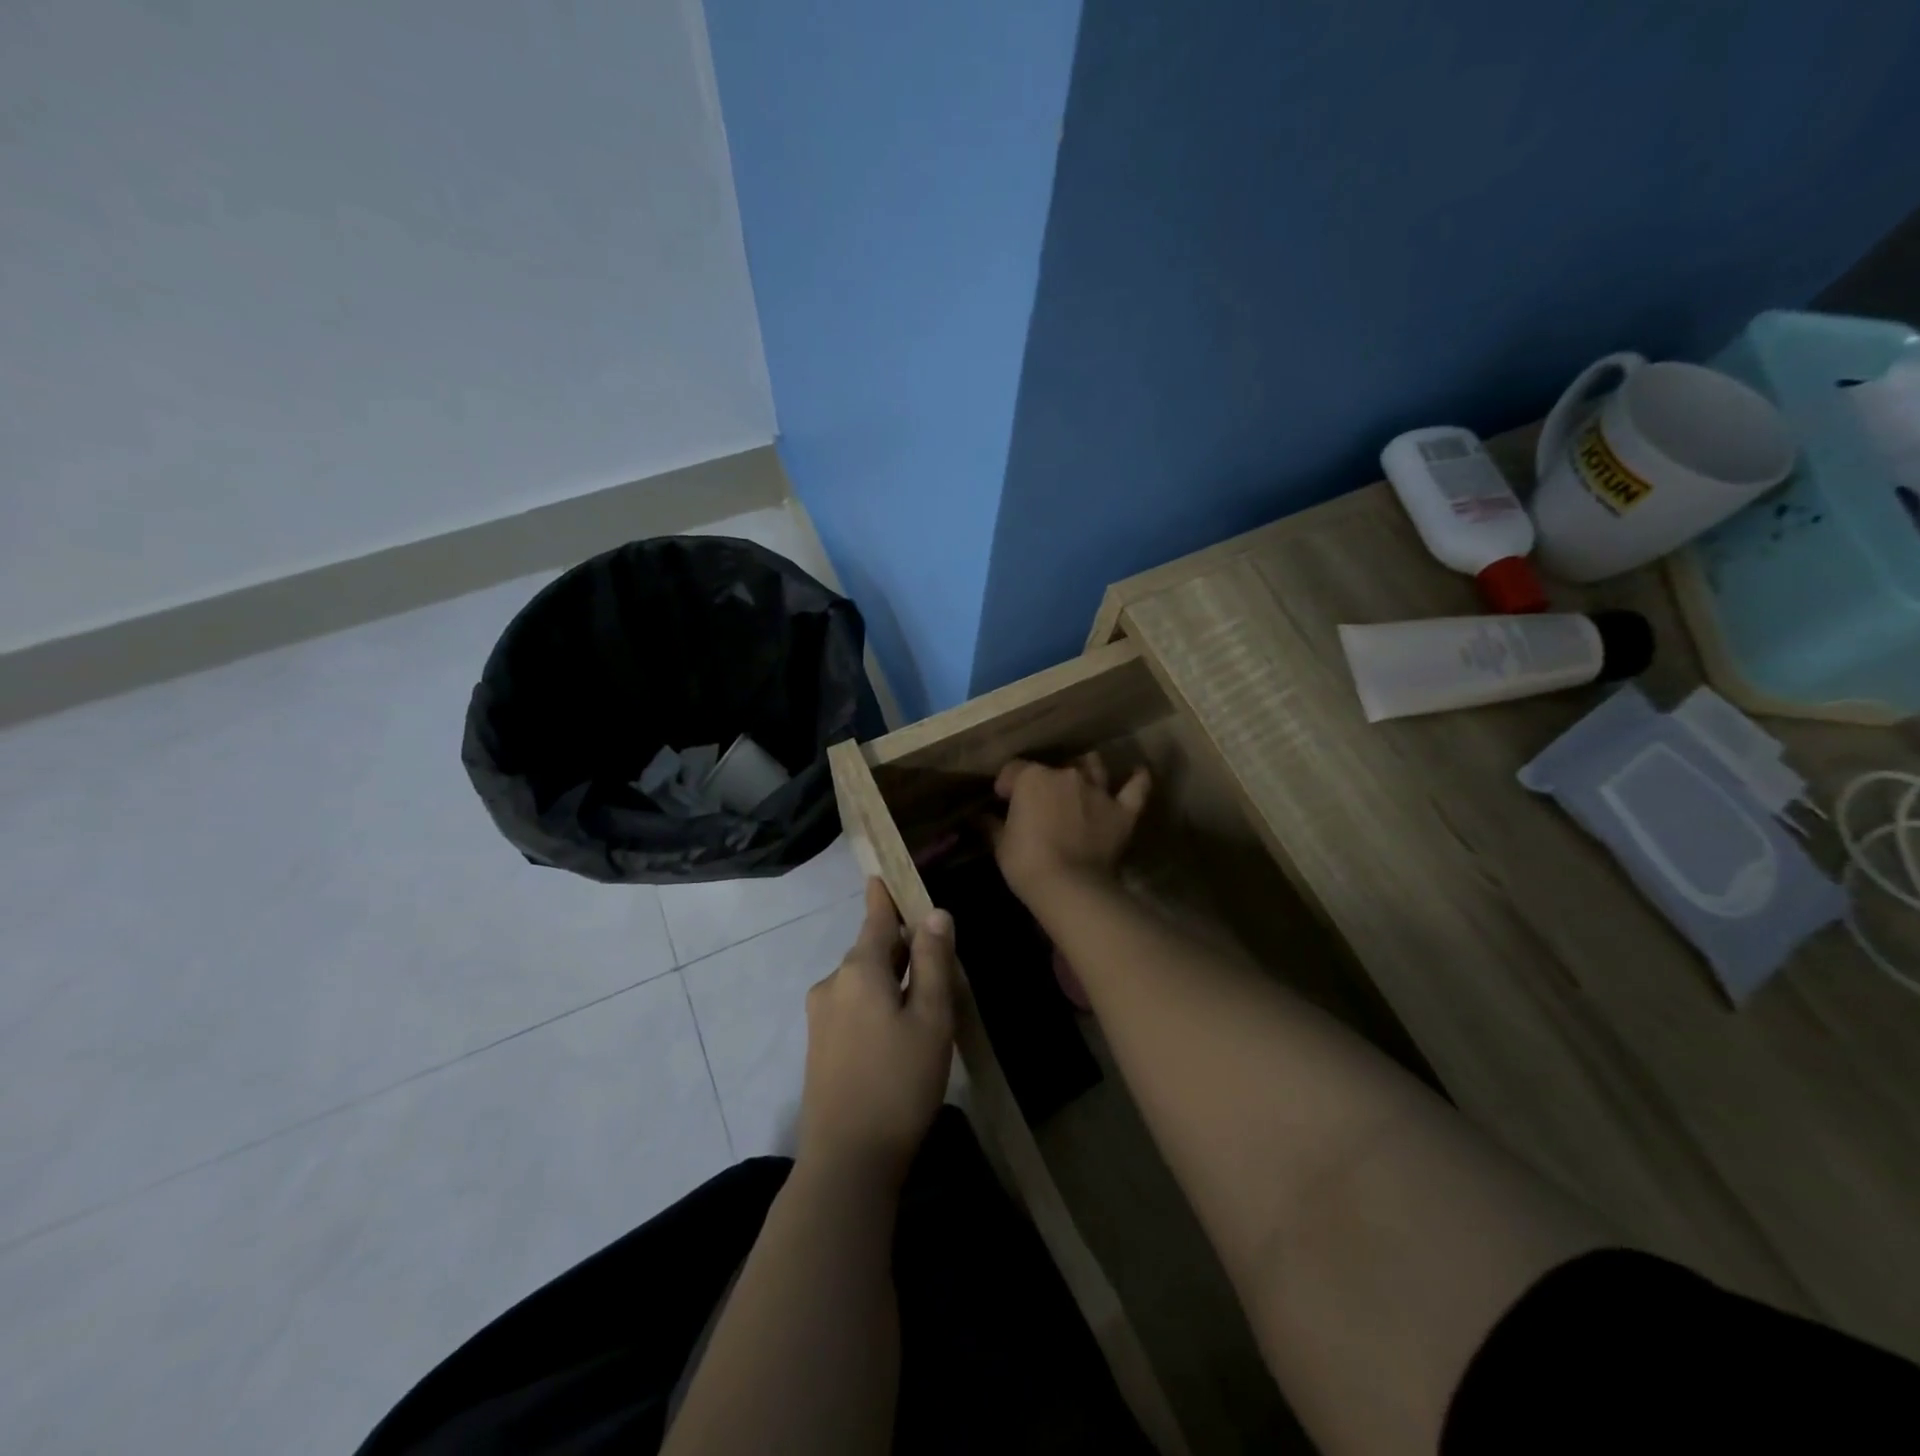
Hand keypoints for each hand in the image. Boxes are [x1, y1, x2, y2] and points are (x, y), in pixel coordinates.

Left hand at [799, 878, 956, 1187]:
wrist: (846, 1161)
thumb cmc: (898, 1083)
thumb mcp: (930, 1019)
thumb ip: (932, 962)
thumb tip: (935, 913)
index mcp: (859, 970)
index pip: (875, 919)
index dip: (883, 897)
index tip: (882, 875)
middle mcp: (832, 983)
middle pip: (870, 950)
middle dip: (898, 945)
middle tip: (934, 951)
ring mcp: (820, 1017)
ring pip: (862, 981)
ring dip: (889, 978)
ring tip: (924, 997)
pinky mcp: (818, 1047)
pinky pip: (852, 1006)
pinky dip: (876, 1002)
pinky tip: (897, 1030)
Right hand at [992, 753, 1150, 905]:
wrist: (1069, 886)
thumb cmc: (1026, 863)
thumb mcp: (1000, 844)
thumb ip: (992, 826)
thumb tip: (981, 817)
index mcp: (1032, 778)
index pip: (1014, 770)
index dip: (1006, 785)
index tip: (1002, 800)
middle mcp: (1066, 775)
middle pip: (1053, 768)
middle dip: (1045, 780)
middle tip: (1040, 801)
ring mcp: (1097, 790)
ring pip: (1093, 767)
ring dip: (1087, 768)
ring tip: (1082, 774)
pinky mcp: (1122, 811)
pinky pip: (1136, 788)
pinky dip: (1137, 779)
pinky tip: (1138, 771)